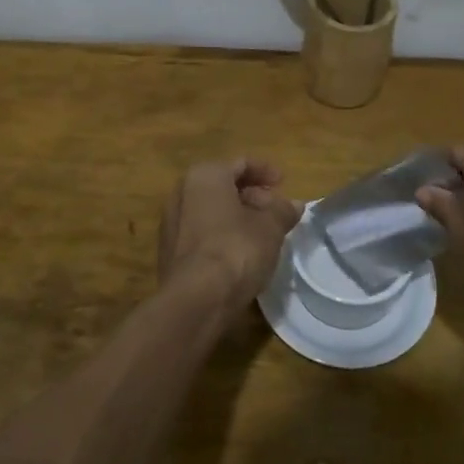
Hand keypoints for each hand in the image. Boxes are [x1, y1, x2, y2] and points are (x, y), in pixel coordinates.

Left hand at [158, 159, 302, 316]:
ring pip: (211, 211)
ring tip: (263, 233)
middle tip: (276, 210)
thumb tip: (294, 204)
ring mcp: (171, 223)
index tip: (284, 182)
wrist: (196, 299)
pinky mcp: (169, 252)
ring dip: (237, 217)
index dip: (265, 171)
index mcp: (204, 176)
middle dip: (251, 196)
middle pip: (223, 186)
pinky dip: (222, 235)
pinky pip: (201, 233)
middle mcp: (181, 193)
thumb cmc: (236, 249)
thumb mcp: (270, 228)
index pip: (240, 164)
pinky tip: (241, 253)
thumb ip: (283, 211)